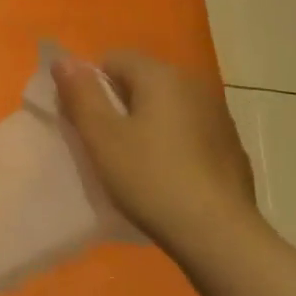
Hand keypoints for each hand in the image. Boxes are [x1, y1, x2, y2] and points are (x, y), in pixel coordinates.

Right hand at [53, 51, 258, 252]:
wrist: (220, 236)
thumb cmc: (152, 179)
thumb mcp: (102, 138)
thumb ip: (81, 93)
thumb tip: (64, 60)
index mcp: (161, 75)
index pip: (113, 60)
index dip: (91, 87)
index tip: (86, 124)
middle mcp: (193, 83)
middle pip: (141, 81)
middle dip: (120, 106)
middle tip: (106, 146)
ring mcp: (218, 114)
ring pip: (167, 107)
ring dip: (148, 125)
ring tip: (137, 165)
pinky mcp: (232, 146)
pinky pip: (190, 131)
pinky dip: (174, 144)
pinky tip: (169, 178)